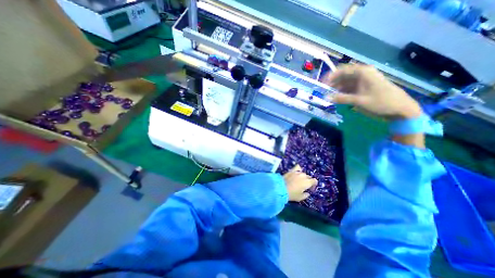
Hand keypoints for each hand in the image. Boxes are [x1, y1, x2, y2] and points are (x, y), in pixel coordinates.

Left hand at [282, 165, 316, 201]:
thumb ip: (306, 195)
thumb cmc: (292, 194)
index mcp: (307, 182)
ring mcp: (297, 172)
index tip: (310, 189)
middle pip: (309, 177)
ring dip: (303, 177)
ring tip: (299, 180)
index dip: (313, 185)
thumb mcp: (300, 197)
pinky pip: (297, 167)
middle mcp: (303, 176)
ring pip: (303, 173)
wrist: (280, 188)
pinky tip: (297, 172)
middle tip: (304, 186)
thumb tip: (307, 192)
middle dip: (308, 181)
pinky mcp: (291, 170)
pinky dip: (298, 169)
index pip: (314, 181)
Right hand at [321, 66, 420, 120]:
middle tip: (323, 91)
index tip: (321, 84)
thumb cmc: (381, 102)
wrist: (400, 109)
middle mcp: (362, 75)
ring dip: (336, 88)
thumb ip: (342, 98)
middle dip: (332, 83)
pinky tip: (336, 98)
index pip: (342, 70)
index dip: (330, 76)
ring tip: (328, 96)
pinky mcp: (363, 88)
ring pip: (344, 83)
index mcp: (363, 73)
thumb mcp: (359, 101)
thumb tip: (326, 97)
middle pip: (342, 76)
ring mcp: (362, 82)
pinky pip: (348, 88)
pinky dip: (341, 92)